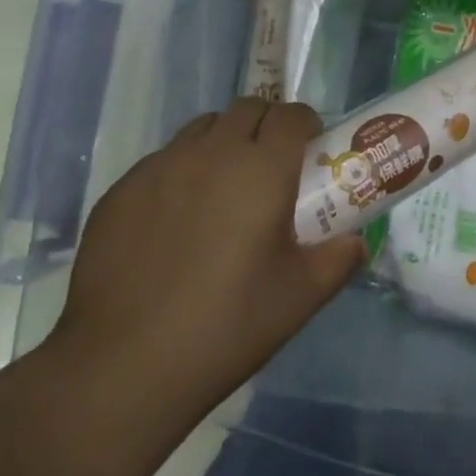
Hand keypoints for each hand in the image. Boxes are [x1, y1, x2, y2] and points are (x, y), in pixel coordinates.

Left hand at [50, 98, 364, 417]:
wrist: (122, 366)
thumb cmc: (226, 326)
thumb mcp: (300, 297)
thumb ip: (339, 260)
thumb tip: (355, 242)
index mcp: (262, 169)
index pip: (292, 115)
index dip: (307, 125)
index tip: (310, 151)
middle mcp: (211, 153)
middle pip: (247, 109)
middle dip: (267, 126)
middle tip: (272, 168)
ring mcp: (160, 167)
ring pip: (202, 129)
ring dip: (224, 142)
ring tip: (224, 189)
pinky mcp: (121, 190)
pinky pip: (163, 160)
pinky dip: (182, 171)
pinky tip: (177, 221)